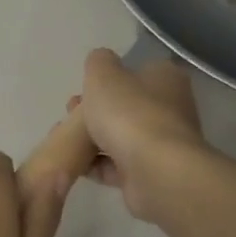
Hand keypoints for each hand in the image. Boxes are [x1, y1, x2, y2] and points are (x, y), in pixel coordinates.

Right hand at [72, 48, 205, 224]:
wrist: (155, 172)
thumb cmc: (130, 114)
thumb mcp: (104, 74)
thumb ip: (99, 62)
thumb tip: (101, 62)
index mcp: (166, 79)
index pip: (138, 71)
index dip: (109, 78)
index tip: (83, 87)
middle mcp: (171, 109)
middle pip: (127, 106)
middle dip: (95, 110)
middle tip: (69, 113)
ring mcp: (163, 144)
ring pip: (121, 136)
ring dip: (93, 138)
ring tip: (64, 140)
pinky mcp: (152, 174)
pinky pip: (119, 166)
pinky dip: (97, 164)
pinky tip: (75, 163)